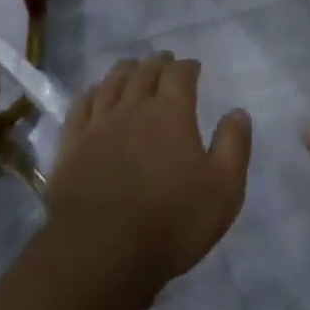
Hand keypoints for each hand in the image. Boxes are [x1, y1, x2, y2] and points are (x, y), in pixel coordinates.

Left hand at [44, 52, 252, 293]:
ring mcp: (97, 125)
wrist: (103, 249)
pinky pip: (81, 107)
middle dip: (156, 63)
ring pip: (111, 85)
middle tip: (163, 59)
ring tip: (131, 65)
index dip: (187, 67)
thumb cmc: (172, 221)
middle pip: (144, 74)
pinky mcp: (71, 145)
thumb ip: (233, 146)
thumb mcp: (223, 189)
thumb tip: (238, 112)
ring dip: (124, 71)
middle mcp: (132, 109)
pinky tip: (95, 92)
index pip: (179, 76)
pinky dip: (92, 92)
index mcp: (170, 114)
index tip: (193, 65)